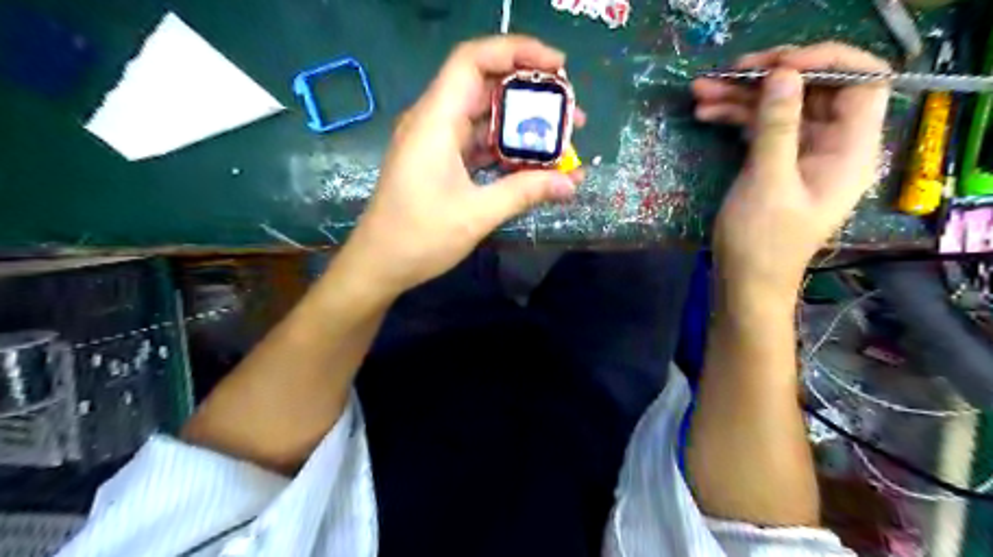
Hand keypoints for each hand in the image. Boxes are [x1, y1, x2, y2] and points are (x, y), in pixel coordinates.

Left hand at [336, 35, 584, 294]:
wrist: (379, 264)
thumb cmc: (420, 237)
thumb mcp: (477, 214)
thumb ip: (525, 192)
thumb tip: (571, 182)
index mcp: (435, 121)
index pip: (473, 60)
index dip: (517, 51)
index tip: (558, 66)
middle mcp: (434, 121)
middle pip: (484, 86)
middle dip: (530, 94)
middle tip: (570, 113)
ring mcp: (436, 141)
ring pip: (484, 117)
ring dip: (521, 125)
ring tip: (561, 140)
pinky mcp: (439, 161)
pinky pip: (477, 142)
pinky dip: (504, 148)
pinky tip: (531, 163)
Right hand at [693, 44, 893, 291]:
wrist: (745, 282)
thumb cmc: (762, 241)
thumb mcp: (767, 182)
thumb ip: (777, 127)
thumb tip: (783, 74)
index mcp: (851, 150)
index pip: (861, 81)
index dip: (824, 61)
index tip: (776, 65)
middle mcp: (833, 145)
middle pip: (813, 90)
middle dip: (769, 77)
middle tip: (727, 72)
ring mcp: (802, 154)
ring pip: (780, 108)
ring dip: (742, 96)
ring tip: (700, 91)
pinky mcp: (777, 163)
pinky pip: (761, 128)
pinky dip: (735, 118)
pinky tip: (706, 113)